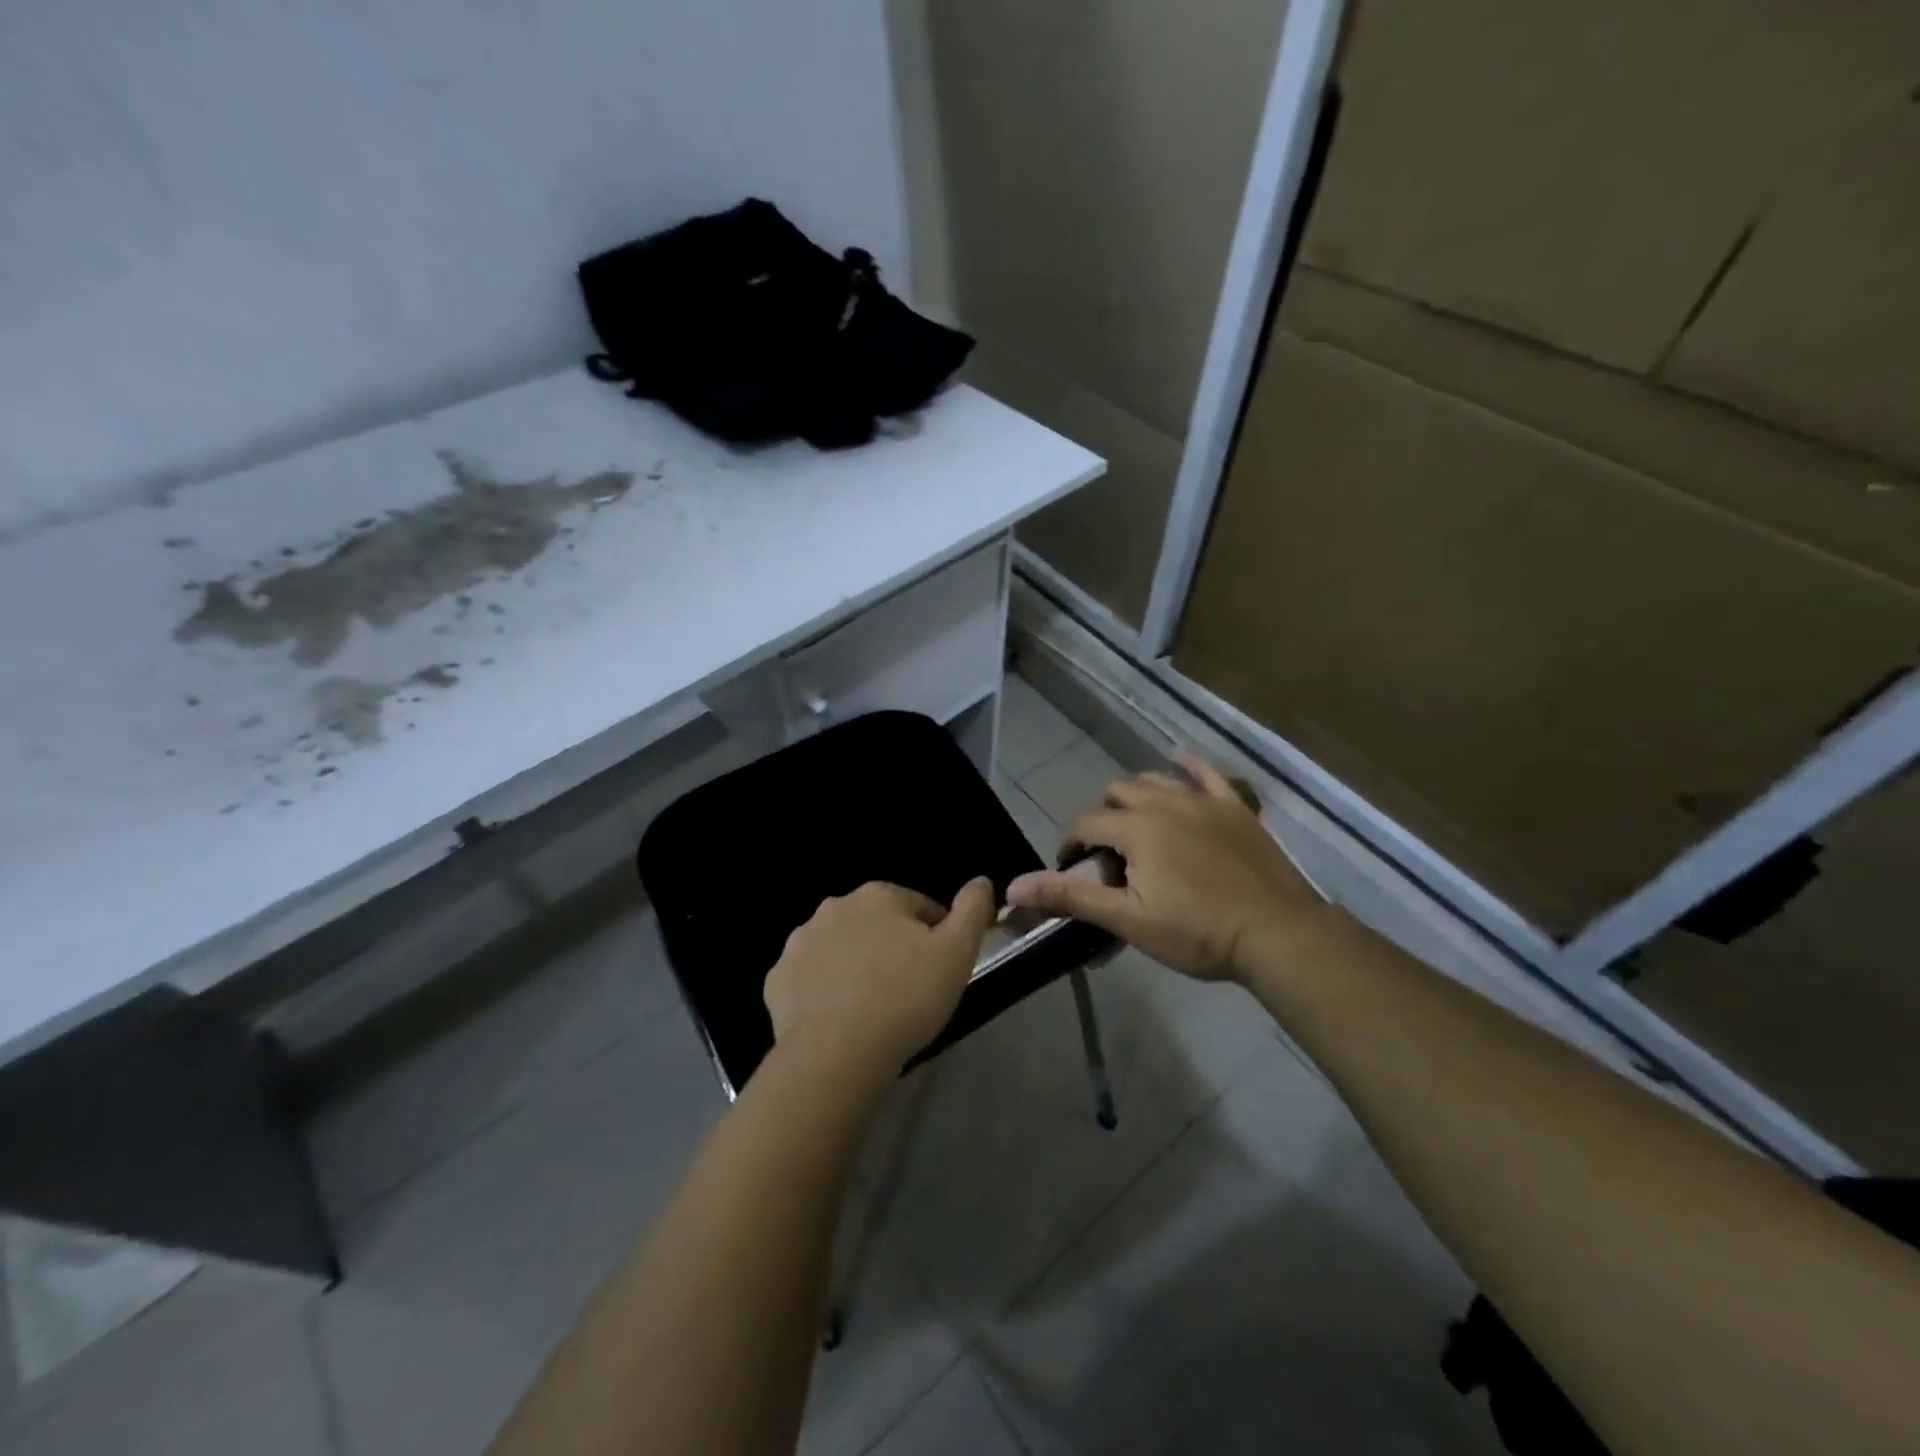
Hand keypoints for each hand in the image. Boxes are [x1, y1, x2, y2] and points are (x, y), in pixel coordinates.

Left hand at [764, 878, 996, 1085]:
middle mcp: (834, 906)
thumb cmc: (906, 998)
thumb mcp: (958, 952)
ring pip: (841, 948)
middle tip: (909, 991)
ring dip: (856, 966)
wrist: (837, 1055)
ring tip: (873, 1007)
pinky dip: (824, 991)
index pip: (919, 908)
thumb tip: (981, 881)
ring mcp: (800, 942)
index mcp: (879, 895)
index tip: (940, 972)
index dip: (936, 939)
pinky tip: (839, 1018)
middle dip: (892, 948)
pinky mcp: (777, 979)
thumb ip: (973, 909)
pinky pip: (810, 978)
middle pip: (877, 924)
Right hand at [1006, 753, 1328, 982]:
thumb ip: (1070, 897)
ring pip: (1154, 779)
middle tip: (1109, 856)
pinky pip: (1206, 772)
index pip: (1085, 824)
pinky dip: (1186, 765)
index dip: (1070, 845)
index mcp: (1136, 829)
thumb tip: (1012, 887)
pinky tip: (1177, 761)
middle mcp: (1164, 802)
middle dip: (1102, 818)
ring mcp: (1203, 800)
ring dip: (1136, 794)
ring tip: (1136, 824)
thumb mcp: (1128, 920)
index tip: (1071, 870)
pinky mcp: (1234, 806)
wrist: (1276, 933)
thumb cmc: (1197, 933)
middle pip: (1117, 794)